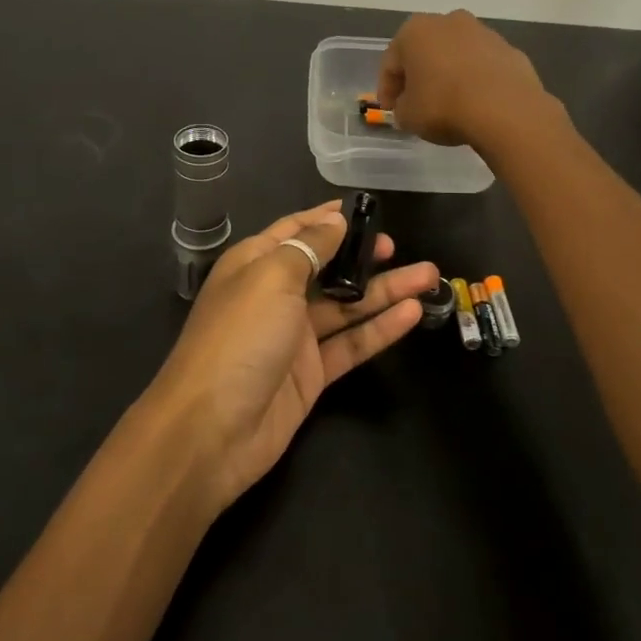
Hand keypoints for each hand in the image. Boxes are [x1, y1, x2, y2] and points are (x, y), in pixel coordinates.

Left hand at [146, 201, 440, 512]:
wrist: (211, 431)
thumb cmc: (239, 337)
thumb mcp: (271, 278)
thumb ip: (309, 247)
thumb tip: (335, 221)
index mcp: (255, 264)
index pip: (294, 230)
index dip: (326, 218)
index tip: (363, 209)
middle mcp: (275, 296)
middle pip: (326, 268)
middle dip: (361, 255)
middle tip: (396, 247)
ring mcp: (294, 337)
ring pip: (346, 306)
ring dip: (385, 291)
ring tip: (429, 276)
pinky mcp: (311, 374)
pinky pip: (350, 344)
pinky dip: (380, 329)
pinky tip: (412, 314)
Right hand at [377, 10, 554, 150]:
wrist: (505, 109)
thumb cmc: (444, 106)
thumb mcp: (408, 116)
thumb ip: (402, 108)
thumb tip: (409, 106)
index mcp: (415, 31)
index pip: (391, 62)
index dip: (387, 89)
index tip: (390, 110)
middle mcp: (448, 22)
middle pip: (425, 52)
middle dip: (419, 76)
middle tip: (417, 104)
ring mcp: (483, 33)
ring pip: (456, 55)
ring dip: (449, 75)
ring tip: (450, 105)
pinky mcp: (509, 49)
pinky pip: (483, 66)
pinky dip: (476, 81)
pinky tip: (477, 104)